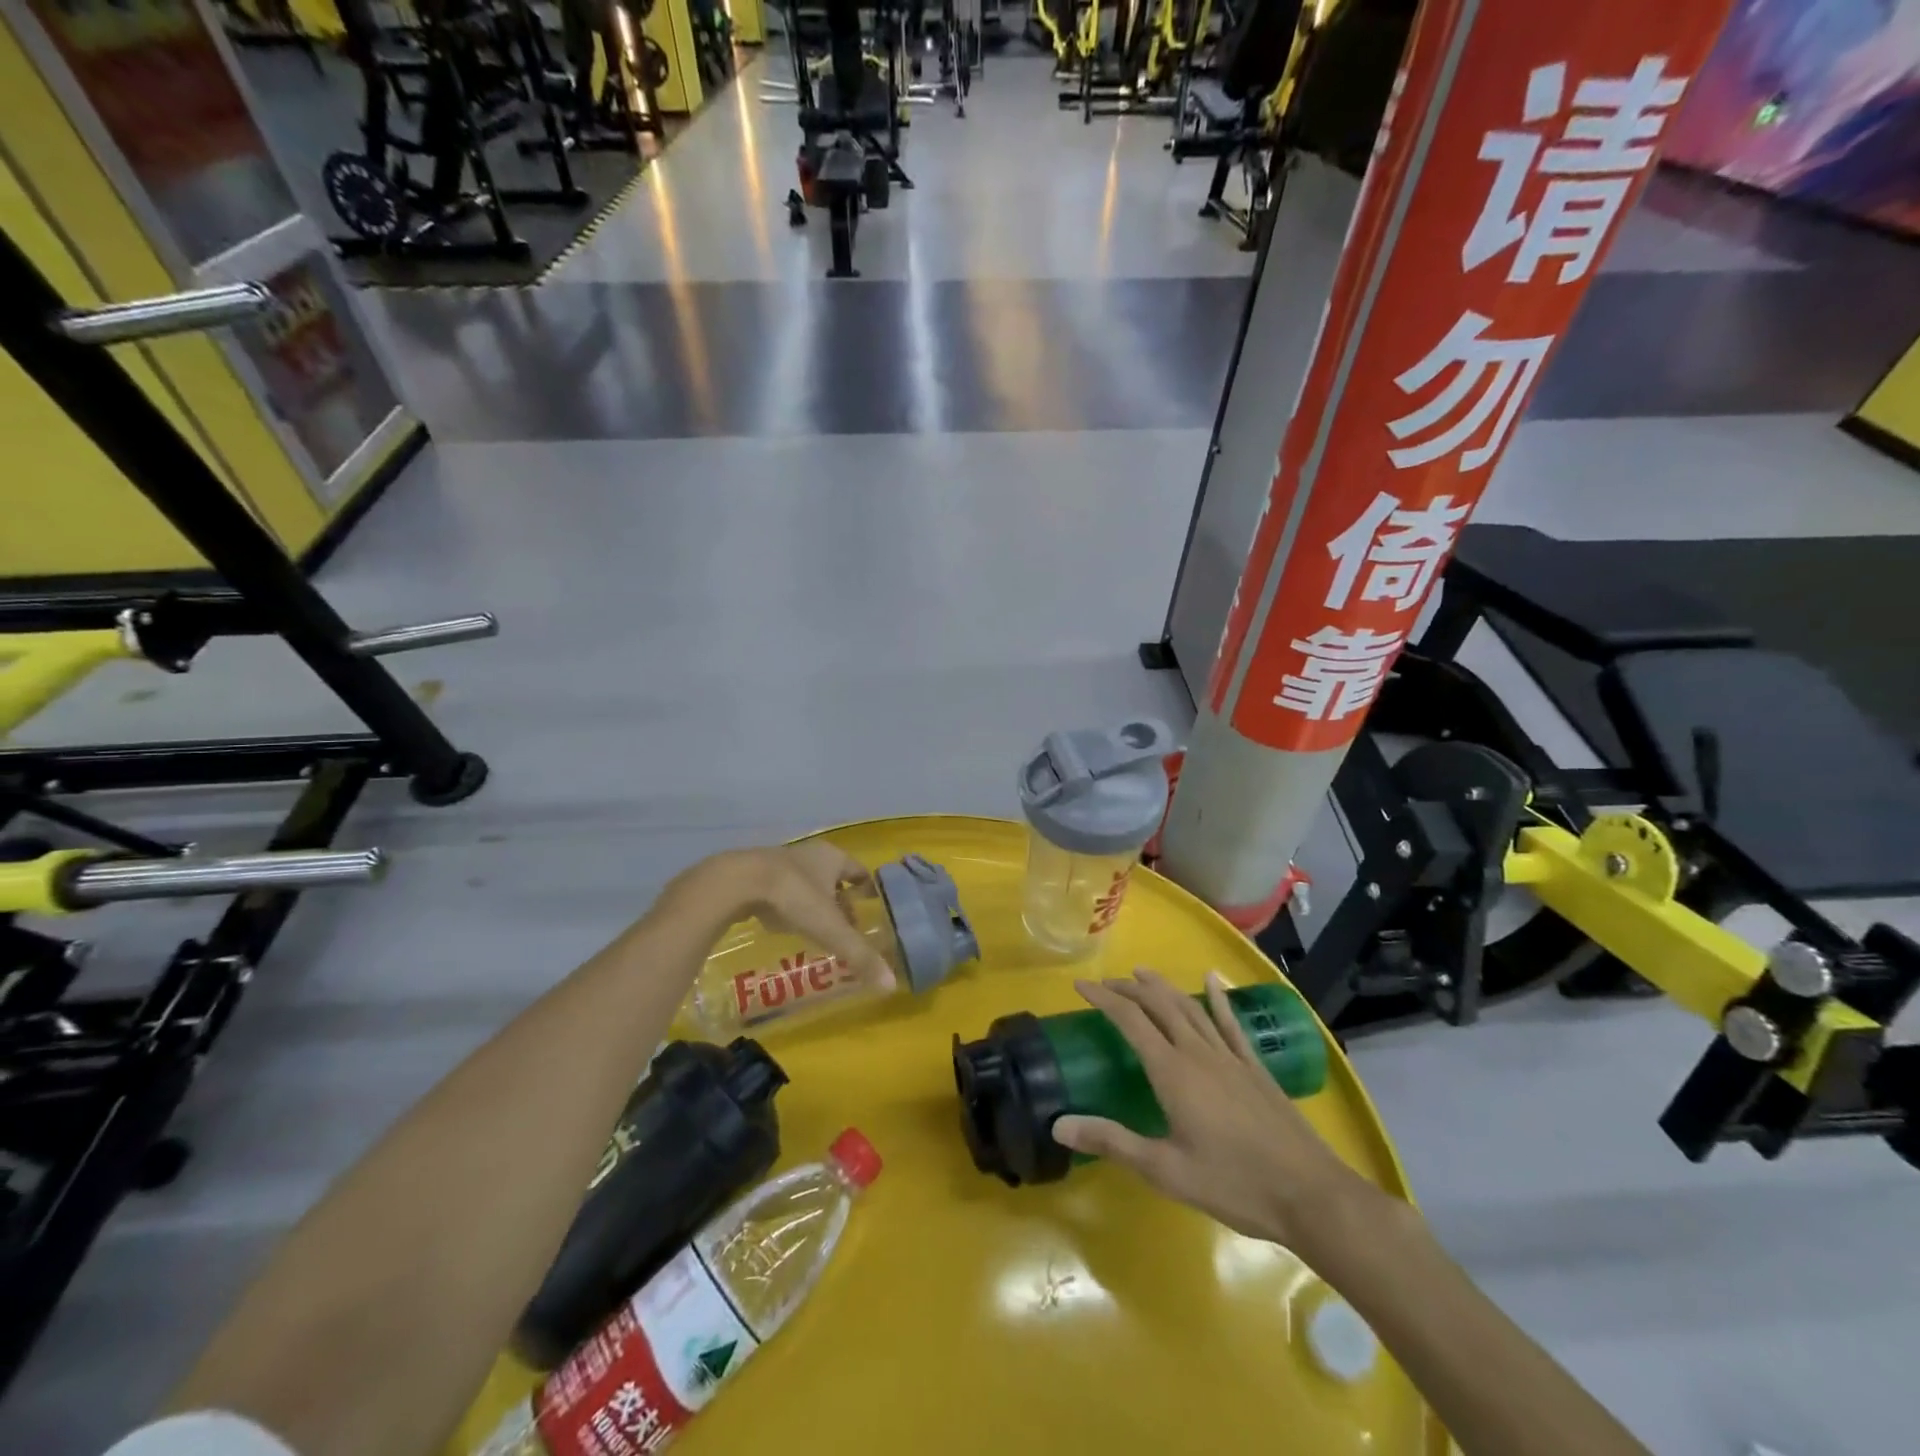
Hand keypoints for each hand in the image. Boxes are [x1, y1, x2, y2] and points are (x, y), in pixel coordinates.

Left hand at [677, 841, 894, 990]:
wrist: (736, 883)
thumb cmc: (792, 896)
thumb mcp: (829, 928)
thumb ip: (859, 955)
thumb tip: (890, 984)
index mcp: (832, 858)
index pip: (859, 871)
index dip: (868, 890)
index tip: (874, 909)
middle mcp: (809, 854)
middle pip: (833, 877)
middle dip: (841, 901)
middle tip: (847, 928)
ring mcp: (780, 861)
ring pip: (806, 883)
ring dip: (813, 903)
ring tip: (818, 930)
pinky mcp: (755, 874)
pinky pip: (780, 890)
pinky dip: (788, 906)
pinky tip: (785, 925)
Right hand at [1052, 969, 1382, 1251]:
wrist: (1309, 1194)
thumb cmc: (1233, 1184)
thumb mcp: (1165, 1170)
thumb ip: (1112, 1142)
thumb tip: (1058, 1125)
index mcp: (1172, 1071)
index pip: (1130, 1021)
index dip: (1103, 998)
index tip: (1080, 985)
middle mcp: (1198, 1052)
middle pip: (1159, 1005)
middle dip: (1129, 989)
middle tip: (1106, 982)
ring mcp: (1230, 1057)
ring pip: (1191, 1007)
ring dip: (1164, 987)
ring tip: (1143, 973)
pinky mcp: (1254, 1068)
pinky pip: (1231, 1023)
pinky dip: (1219, 998)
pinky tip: (1213, 980)